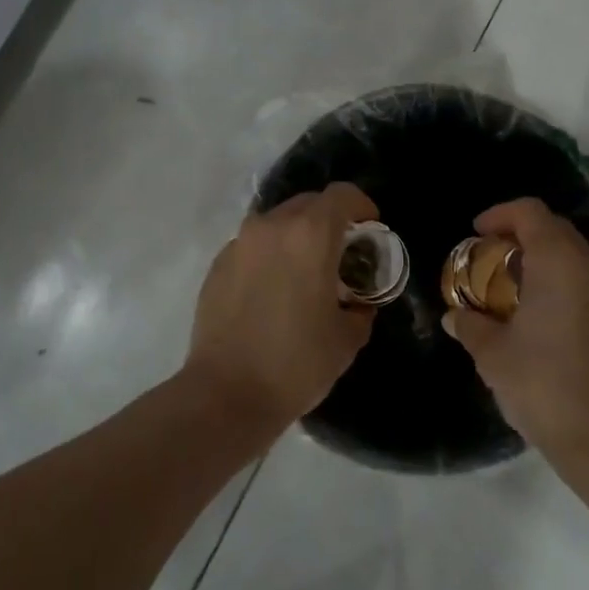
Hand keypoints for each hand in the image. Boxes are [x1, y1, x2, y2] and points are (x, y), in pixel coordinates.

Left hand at [184, 182, 378, 433]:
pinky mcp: (218, 265)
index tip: (370, 230)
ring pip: (277, 222)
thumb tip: (357, 304)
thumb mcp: (348, 338)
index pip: (342, 195)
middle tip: (341, 253)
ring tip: (305, 273)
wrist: (226, 394)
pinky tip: (273, 292)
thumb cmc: (297, 363)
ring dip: (297, 236)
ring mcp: (240, 244)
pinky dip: (270, 255)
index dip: (362, 206)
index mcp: (310, 235)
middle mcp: (272, 227)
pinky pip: (253, 246)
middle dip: (330, 220)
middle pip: (308, 203)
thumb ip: (360, 308)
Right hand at [443, 197, 588, 464]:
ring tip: (505, 284)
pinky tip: (532, 309)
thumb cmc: (543, 383)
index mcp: (560, 261)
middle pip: (552, 227)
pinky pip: (581, 276)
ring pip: (570, 252)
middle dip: (516, 234)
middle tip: (485, 257)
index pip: (530, 212)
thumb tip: (453, 316)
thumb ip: (470, 324)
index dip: (499, 215)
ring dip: (537, 257)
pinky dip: (555, 277)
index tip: (475, 234)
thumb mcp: (493, 353)